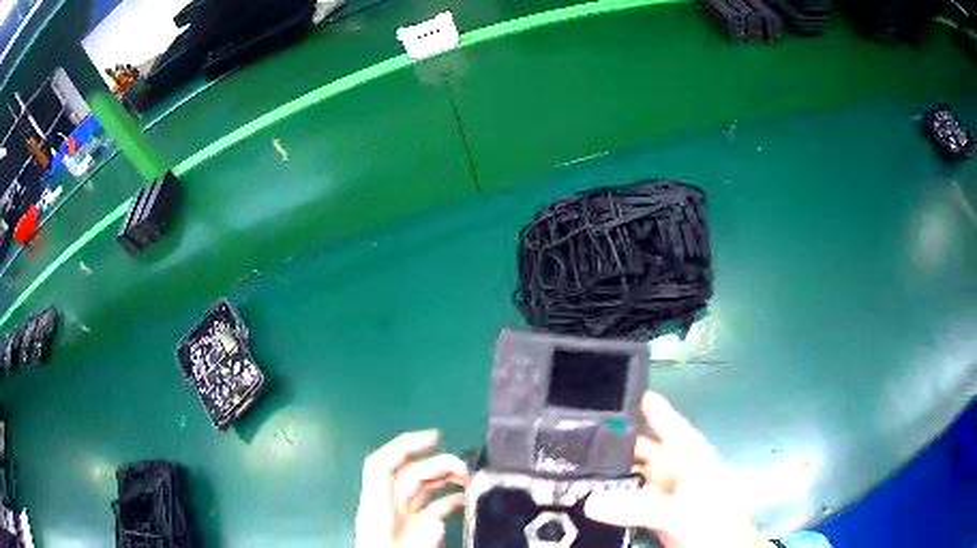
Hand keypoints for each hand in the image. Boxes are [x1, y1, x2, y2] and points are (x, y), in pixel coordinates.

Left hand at [355, 430, 469, 547]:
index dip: (404, 445)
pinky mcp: (419, 529)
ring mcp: (405, 517)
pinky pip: (435, 507)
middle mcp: (390, 506)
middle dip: (438, 464)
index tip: (435, 438)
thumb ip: (420, 531)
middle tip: (466, 467)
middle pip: (410, 474)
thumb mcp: (403, 542)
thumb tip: (437, 520)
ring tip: (470, 478)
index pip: (382, 464)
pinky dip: (450, 498)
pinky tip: (465, 498)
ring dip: (447, 479)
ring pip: (425, 488)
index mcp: (377, 506)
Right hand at [585, 392, 769, 547]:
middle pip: (638, 444)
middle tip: (566, 431)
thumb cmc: (714, 521)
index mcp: (687, 452)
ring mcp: (662, 487)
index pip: (661, 418)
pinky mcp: (652, 509)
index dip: (637, 401)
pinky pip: (625, 495)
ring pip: (629, 470)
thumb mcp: (681, 512)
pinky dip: (607, 493)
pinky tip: (583, 492)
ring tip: (567, 459)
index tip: (604, 385)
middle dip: (609, 438)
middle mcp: (673, 464)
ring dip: (605, 467)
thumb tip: (591, 501)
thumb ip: (640, 506)